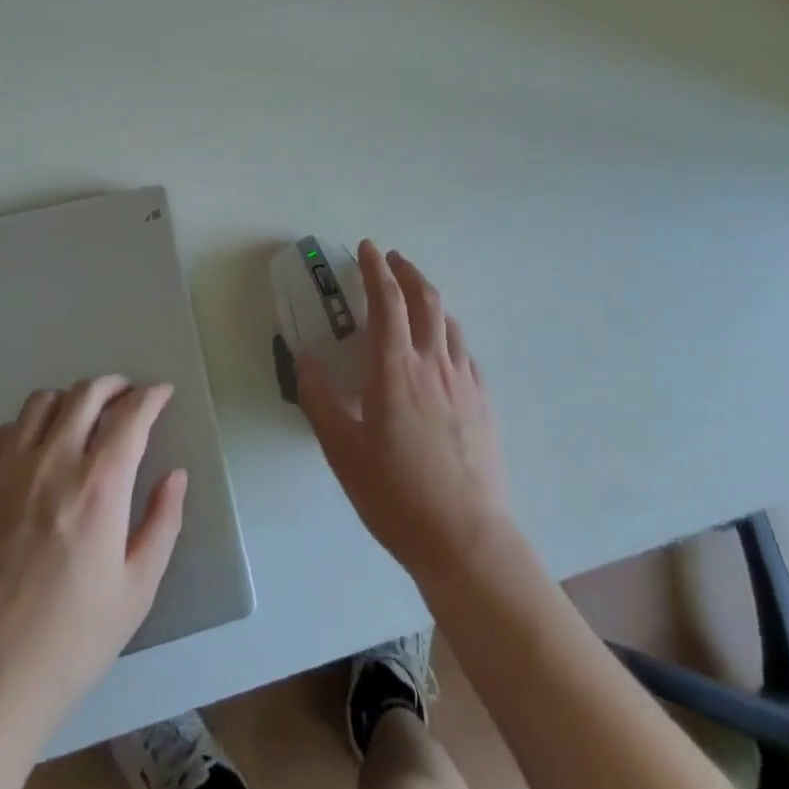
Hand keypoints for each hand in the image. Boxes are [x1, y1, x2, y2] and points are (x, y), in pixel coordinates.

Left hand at [0, 376, 187, 741]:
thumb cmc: (67, 643)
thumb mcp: (135, 593)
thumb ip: (162, 524)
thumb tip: (175, 476)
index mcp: (99, 486)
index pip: (131, 415)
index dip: (151, 396)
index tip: (161, 394)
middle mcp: (52, 462)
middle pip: (86, 394)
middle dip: (114, 386)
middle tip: (125, 397)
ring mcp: (5, 471)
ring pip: (40, 402)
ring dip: (69, 401)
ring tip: (79, 419)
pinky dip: (23, 429)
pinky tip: (30, 452)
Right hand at [298, 241, 514, 582]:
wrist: (467, 541)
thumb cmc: (396, 496)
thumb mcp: (342, 451)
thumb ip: (319, 400)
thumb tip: (303, 358)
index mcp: (396, 369)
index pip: (387, 301)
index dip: (375, 268)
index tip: (366, 248)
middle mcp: (434, 364)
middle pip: (426, 299)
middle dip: (407, 271)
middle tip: (391, 259)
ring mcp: (465, 382)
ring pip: (449, 321)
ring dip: (429, 297)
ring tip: (414, 296)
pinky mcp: (484, 403)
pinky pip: (464, 352)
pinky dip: (447, 333)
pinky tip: (442, 348)